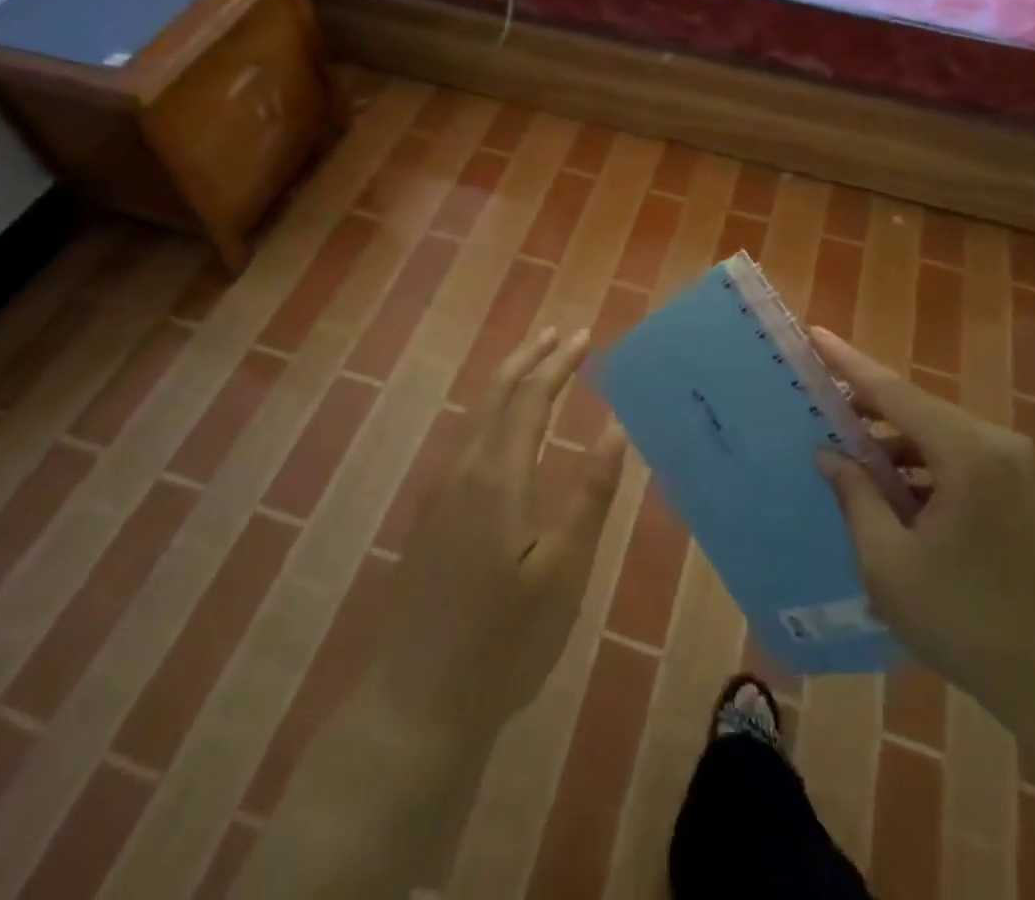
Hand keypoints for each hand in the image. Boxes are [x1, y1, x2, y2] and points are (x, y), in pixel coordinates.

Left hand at [367, 328, 626, 744]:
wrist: (419, 701)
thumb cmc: (505, 639)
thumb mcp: (563, 571)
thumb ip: (590, 495)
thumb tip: (614, 429)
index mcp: (498, 476)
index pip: (530, 398)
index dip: (559, 364)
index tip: (585, 337)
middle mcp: (464, 470)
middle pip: (497, 395)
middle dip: (530, 359)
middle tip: (560, 333)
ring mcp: (441, 493)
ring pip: (477, 416)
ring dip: (508, 382)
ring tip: (534, 363)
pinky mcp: (432, 516)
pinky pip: (465, 440)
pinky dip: (492, 412)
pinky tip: (501, 426)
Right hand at [810, 328, 1034, 725]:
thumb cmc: (967, 622)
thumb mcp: (889, 563)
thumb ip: (855, 497)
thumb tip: (830, 453)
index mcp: (968, 454)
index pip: (894, 392)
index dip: (849, 363)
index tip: (816, 335)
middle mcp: (999, 446)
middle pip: (920, 411)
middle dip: (869, 408)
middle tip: (823, 408)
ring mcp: (1021, 469)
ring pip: (942, 437)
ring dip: (897, 445)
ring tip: (854, 460)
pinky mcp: (1029, 494)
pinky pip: (965, 461)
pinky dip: (926, 468)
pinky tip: (899, 495)